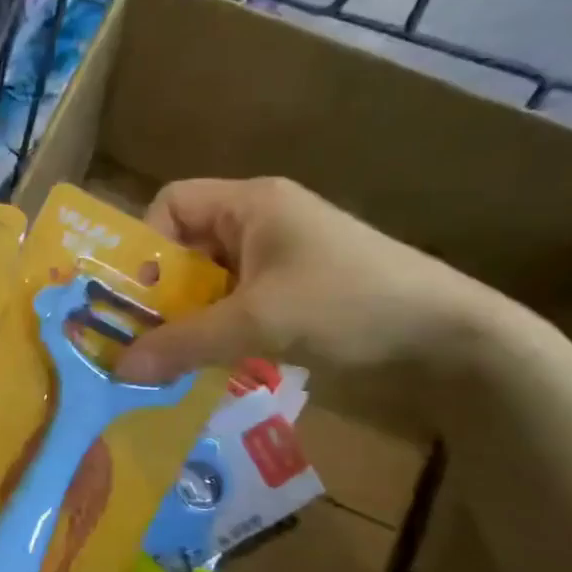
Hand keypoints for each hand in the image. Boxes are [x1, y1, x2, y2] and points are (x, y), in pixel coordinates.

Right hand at [117, 177, 513, 385]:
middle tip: (141, 336)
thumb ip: (183, 343)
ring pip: (209, 282)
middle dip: (161, 291)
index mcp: (252, 204)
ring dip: (187, 317)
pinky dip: (216, 331)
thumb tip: (118, 369)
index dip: (146, 242)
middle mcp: (261, 223)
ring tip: (172, 358)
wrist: (453, 341)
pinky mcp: (296, 294)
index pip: (172, 202)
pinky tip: (211, 364)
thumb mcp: (257, 323)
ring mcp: (281, 260)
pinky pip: (235, 305)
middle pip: (186, 246)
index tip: (141, 293)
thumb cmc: (349, 306)